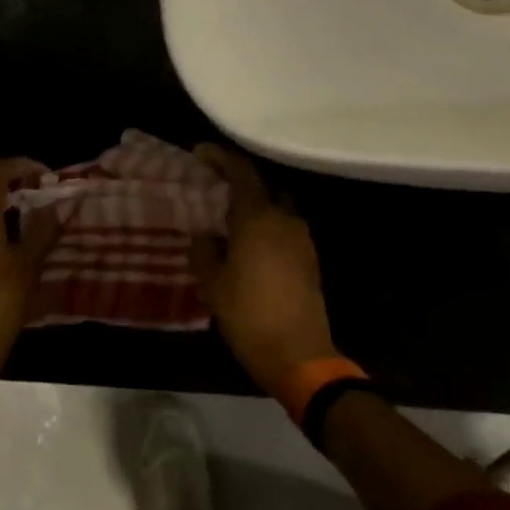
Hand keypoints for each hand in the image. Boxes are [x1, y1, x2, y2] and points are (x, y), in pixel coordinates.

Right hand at [192, 144, 337, 398]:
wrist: (300, 355)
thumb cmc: (249, 316)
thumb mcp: (214, 285)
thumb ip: (205, 251)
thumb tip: (203, 234)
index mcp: (258, 218)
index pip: (241, 172)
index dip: (220, 157)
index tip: (199, 154)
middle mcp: (284, 219)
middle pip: (261, 185)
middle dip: (236, 180)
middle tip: (212, 185)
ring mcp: (301, 238)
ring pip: (274, 206)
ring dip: (253, 204)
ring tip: (226, 217)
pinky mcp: (309, 257)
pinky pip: (283, 227)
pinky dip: (265, 224)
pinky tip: (248, 243)